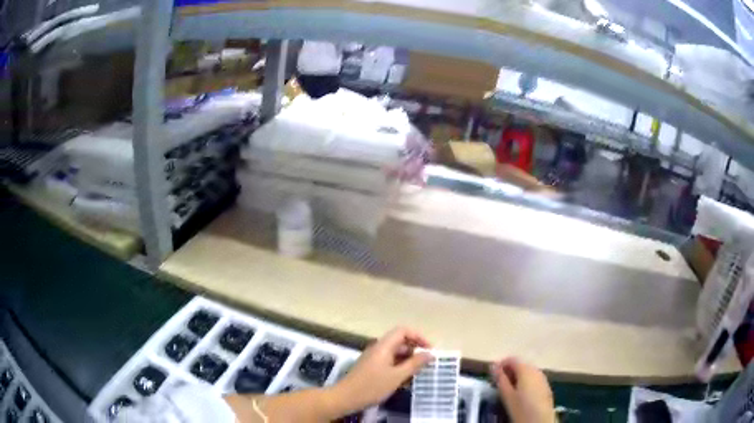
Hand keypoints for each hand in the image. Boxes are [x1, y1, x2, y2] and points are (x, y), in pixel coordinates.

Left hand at [331, 327, 431, 413]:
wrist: (345, 398)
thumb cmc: (372, 386)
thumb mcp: (397, 376)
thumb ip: (414, 364)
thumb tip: (430, 353)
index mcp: (384, 346)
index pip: (403, 331)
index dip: (419, 337)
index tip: (430, 350)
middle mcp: (378, 348)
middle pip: (400, 341)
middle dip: (415, 350)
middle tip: (427, 364)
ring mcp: (373, 358)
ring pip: (395, 353)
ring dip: (408, 360)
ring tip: (417, 373)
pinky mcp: (371, 367)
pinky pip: (389, 362)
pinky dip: (399, 367)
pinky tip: (404, 380)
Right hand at [491, 357, 554, 422]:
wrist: (540, 419)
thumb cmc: (521, 408)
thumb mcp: (507, 395)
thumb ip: (500, 379)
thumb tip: (494, 366)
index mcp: (526, 370)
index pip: (512, 359)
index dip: (501, 364)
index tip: (492, 374)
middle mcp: (536, 370)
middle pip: (521, 365)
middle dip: (509, 371)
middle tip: (498, 382)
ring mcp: (542, 377)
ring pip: (527, 372)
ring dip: (517, 376)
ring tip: (507, 389)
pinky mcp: (546, 385)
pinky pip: (533, 378)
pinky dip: (525, 381)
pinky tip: (520, 393)